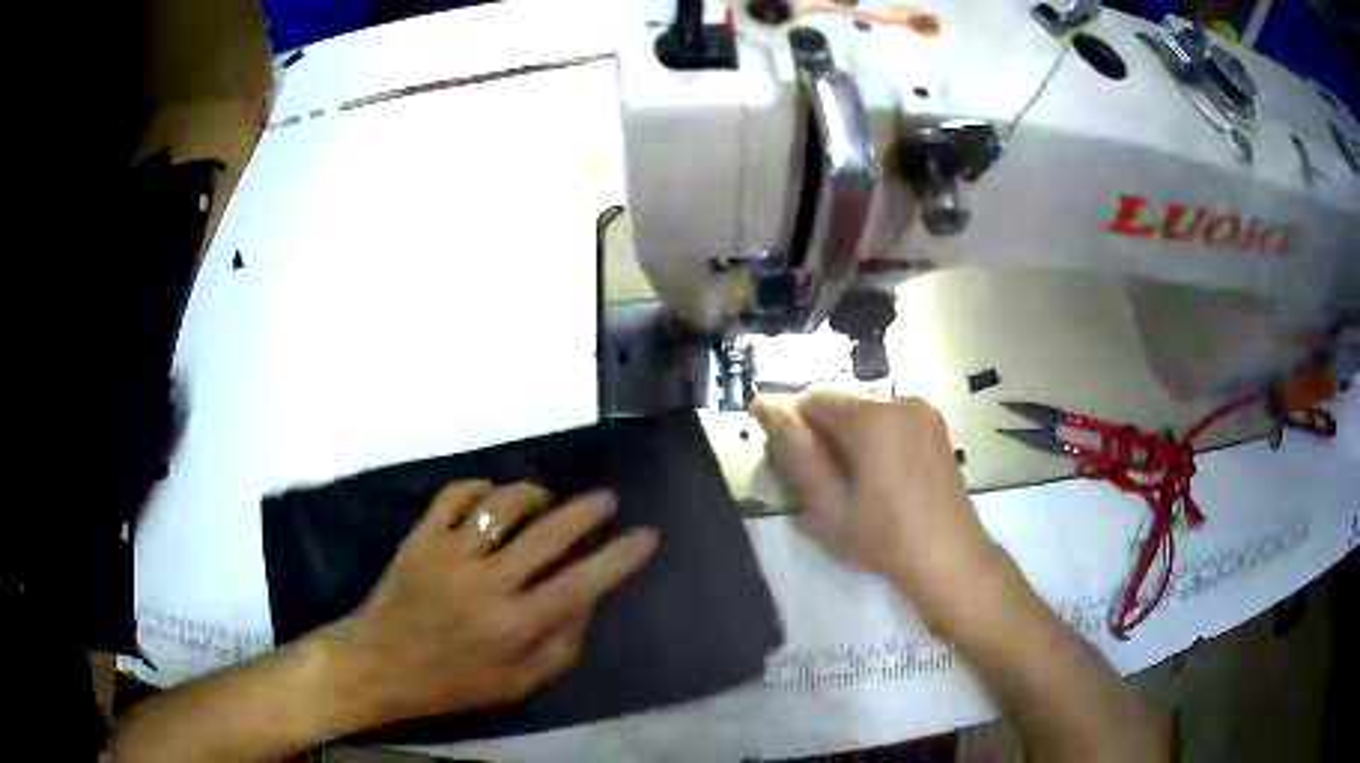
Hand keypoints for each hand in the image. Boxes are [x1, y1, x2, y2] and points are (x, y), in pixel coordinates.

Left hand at [323, 480, 657, 726]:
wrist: (380, 663)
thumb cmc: (452, 682)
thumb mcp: (517, 685)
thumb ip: (560, 647)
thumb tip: (586, 603)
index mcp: (515, 626)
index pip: (581, 584)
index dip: (619, 558)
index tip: (646, 535)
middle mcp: (488, 583)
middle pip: (549, 533)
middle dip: (587, 511)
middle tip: (607, 499)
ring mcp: (450, 554)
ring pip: (503, 504)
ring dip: (534, 494)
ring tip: (548, 498)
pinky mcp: (421, 538)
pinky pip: (456, 495)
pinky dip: (480, 488)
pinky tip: (492, 496)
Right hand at [752, 390, 1003, 631]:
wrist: (950, 557)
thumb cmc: (883, 538)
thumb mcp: (828, 506)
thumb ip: (796, 454)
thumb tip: (766, 407)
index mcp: (871, 417)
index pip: (813, 397)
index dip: (798, 427)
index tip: (801, 466)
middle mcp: (899, 400)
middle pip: (843, 400)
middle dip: (826, 430)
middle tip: (829, 481)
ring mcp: (923, 411)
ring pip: (867, 408)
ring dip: (852, 433)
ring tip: (860, 481)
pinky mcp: (937, 425)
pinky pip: (892, 416)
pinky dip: (878, 435)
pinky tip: (885, 475)